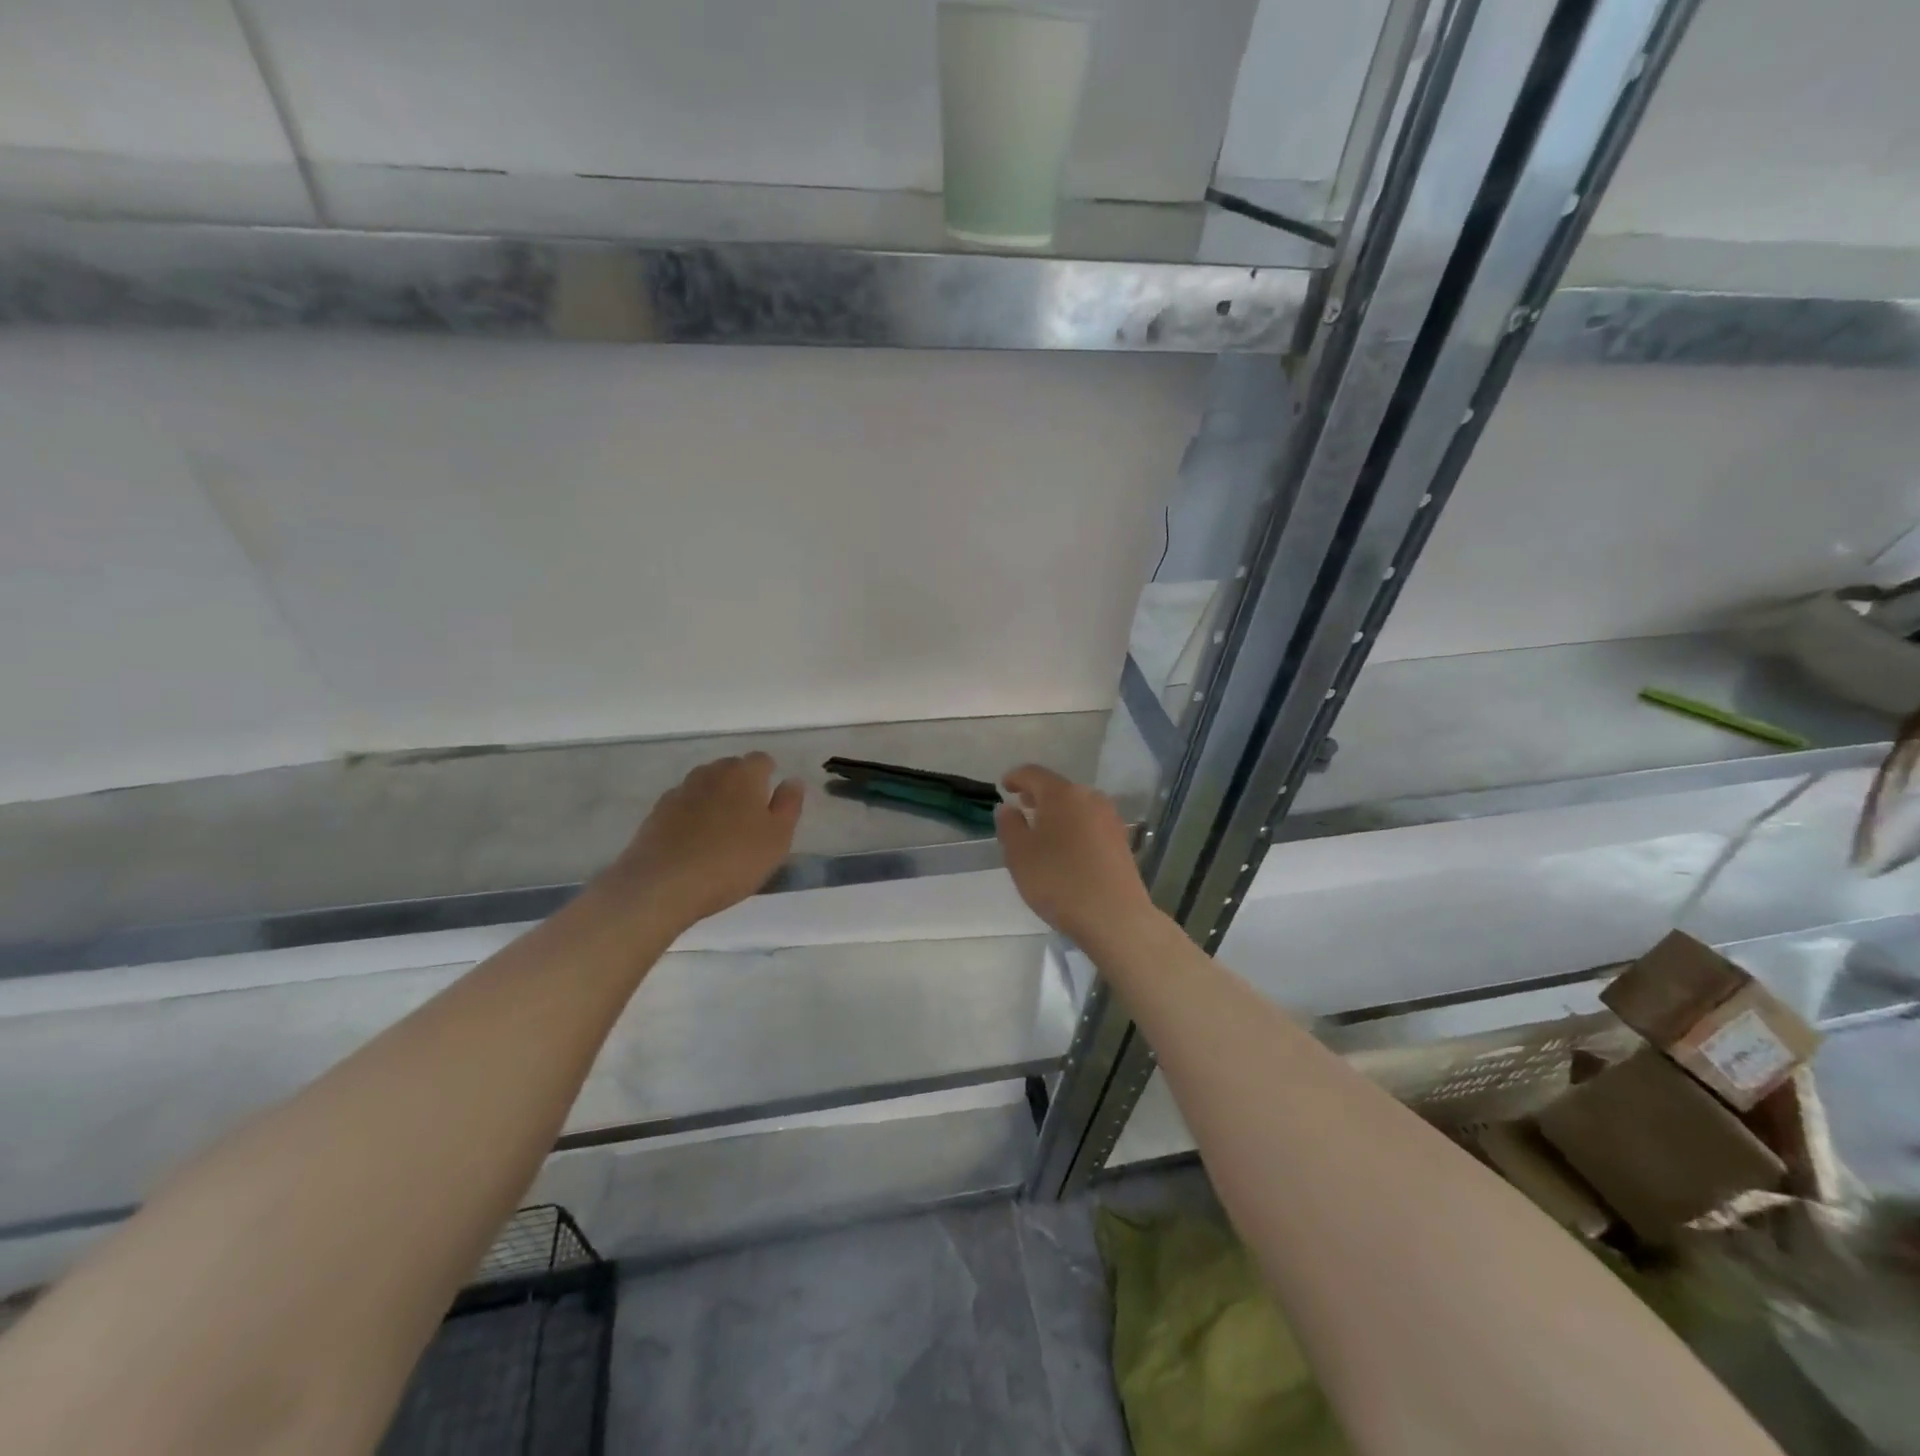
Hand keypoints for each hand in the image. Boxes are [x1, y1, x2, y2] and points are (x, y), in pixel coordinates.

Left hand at [600, 753, 803, 931]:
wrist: (663, 885)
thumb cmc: (732, 861)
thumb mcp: (777, 839)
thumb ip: (789, 805)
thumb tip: (792, 781)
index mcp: (744, 775)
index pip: (762, 760)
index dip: (769, 776)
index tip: (771, 802)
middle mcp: (711, 774)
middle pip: (731, 768)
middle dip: (742, 784)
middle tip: (749, 817)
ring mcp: (680, 791)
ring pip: (705, 784)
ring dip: (715, 797)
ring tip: (721, 829)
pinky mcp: (657, 812)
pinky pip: (683, 804)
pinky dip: (691, 814)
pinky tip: (694, 841)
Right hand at [995, 765, 1157, 947]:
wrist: (1114, 916)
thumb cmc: (1058, 881)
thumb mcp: (1019, 854)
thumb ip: (1009, 826)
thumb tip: (1008, 808)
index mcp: (1062, 794)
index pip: (1033, 774)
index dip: (1015, 777)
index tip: (1004, 786)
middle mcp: (1089, 798)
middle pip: (1058, 788)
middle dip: (1037, 795)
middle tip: (1020, 807)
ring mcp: (1109, 818)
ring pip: (1076, 805)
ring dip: (1057, 812)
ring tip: (1041, 829)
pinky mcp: (1121, 840)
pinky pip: (1089, 823)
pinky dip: (1073, 826)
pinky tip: (1065, 847)